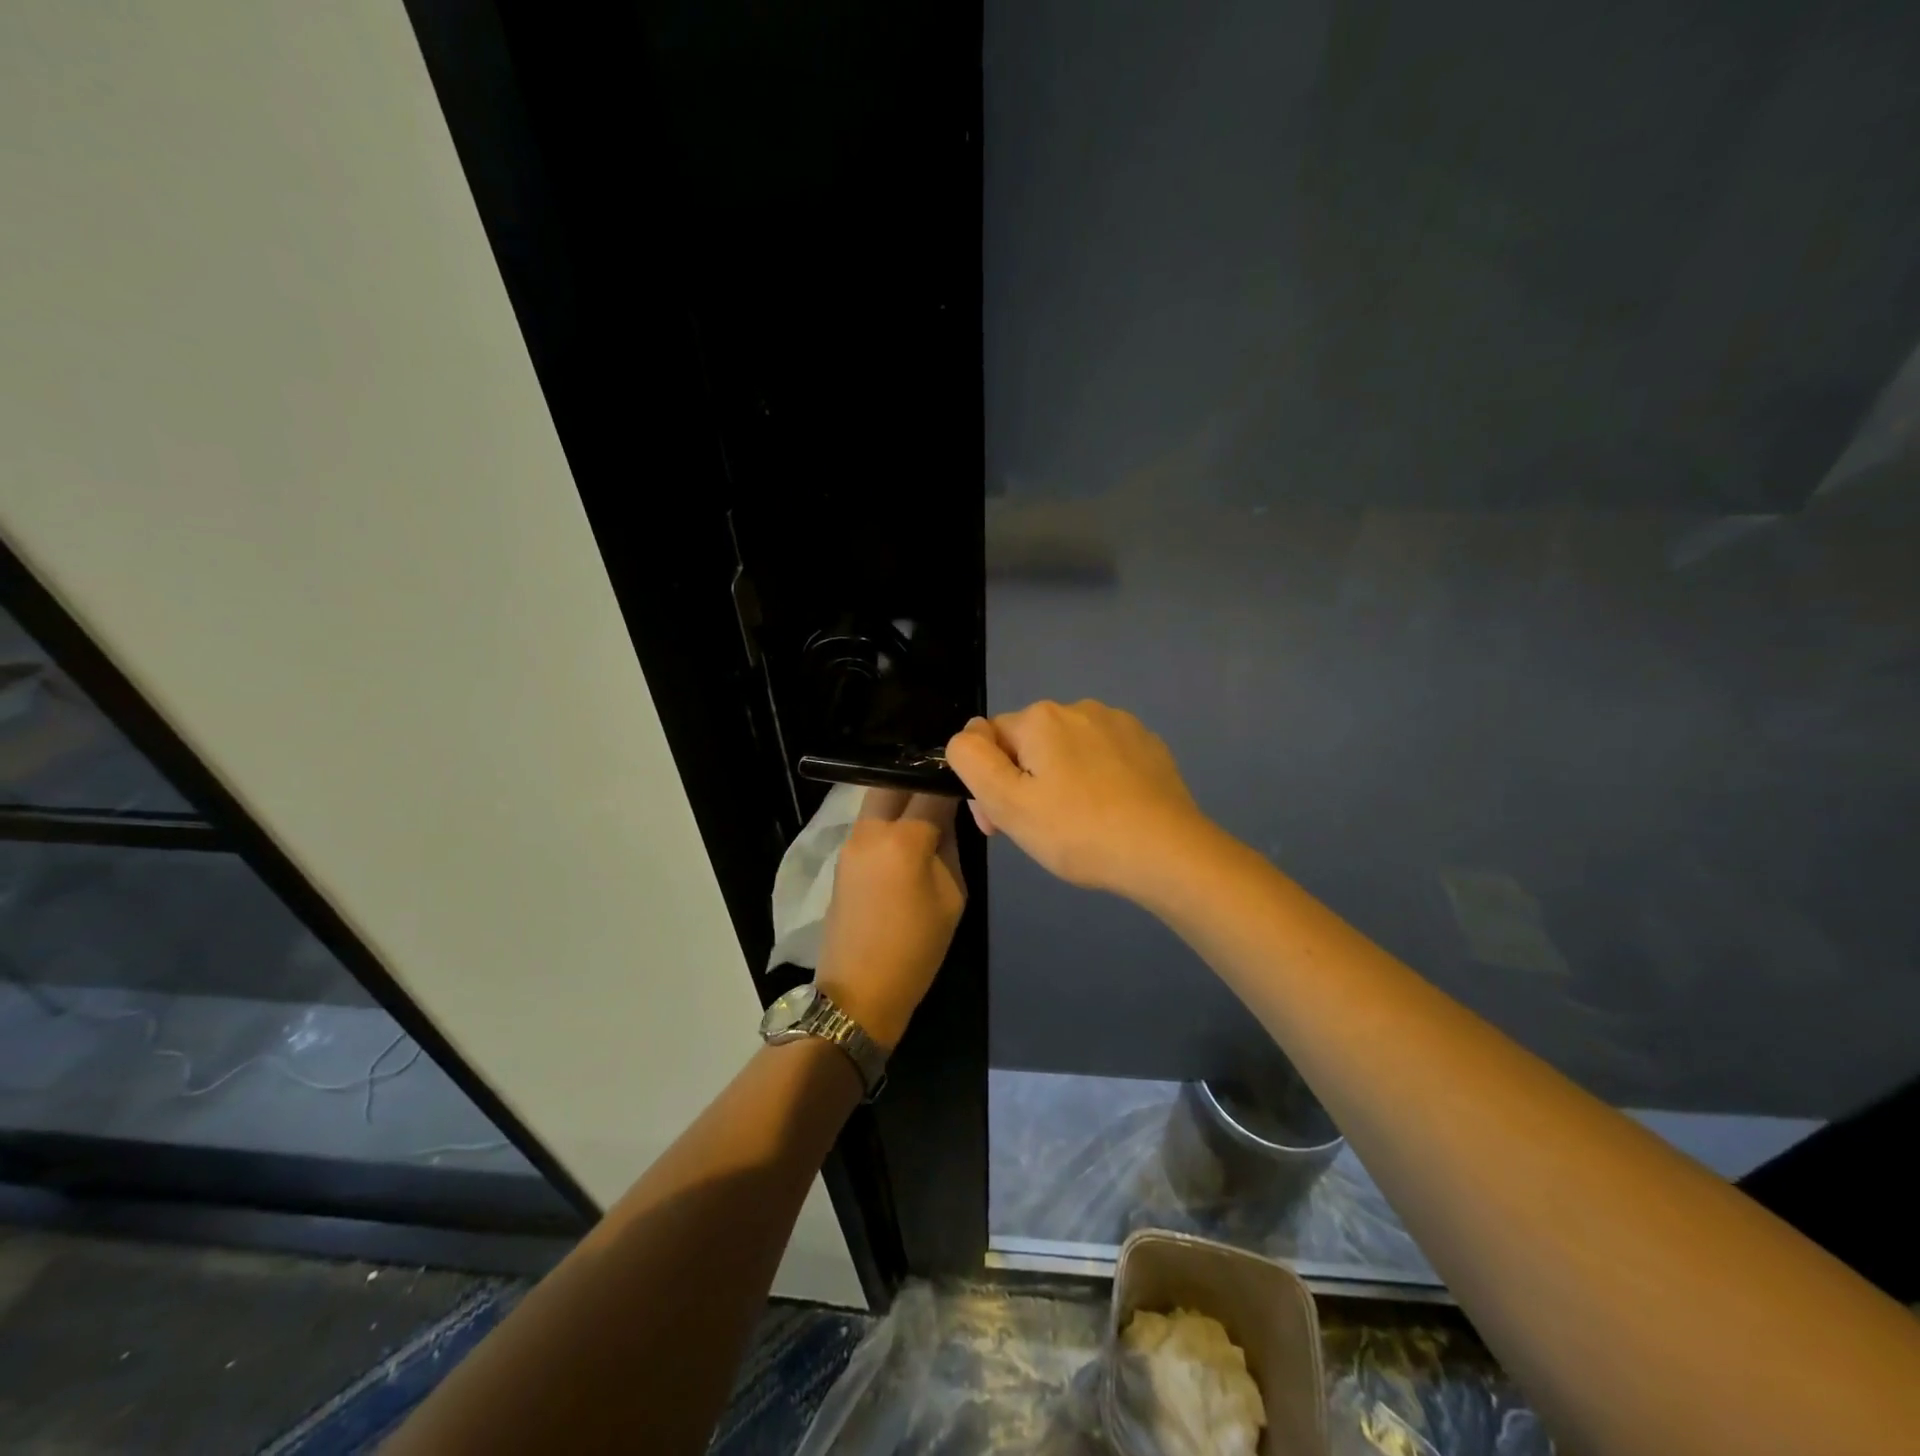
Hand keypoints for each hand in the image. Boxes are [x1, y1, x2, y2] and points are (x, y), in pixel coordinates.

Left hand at [814, 789, 965, 1052]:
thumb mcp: (952, 896)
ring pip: (877, 799)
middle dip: (920, 779)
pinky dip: (889, 817)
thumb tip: (946, 819)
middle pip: (894, 781)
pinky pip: (868, 823)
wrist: (858, 992)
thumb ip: (949, 847)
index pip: (931, 789)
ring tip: (929, 811)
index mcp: (904, 839)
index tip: (968, 779)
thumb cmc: (917, 949)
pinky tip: (908, 835)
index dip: (951, 779)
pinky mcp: (841, 858)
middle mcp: (870, 830)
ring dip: (902, 796)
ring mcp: (850, 842)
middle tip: (945, 789)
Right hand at [945, 700, 1214, 901]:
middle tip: (1039, 830)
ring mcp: (1119, 723)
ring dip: (1060, 779)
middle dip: (1024, 782)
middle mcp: (1079, 707)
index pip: (990, 741)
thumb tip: (967, 736)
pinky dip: (1097, 779)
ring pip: (1067, 750)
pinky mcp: (1148, 744)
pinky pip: (1104, 756)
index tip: (1000, 825)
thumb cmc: (1078, 832)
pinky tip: (1109, 812)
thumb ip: (971, 760)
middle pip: (1029, 744)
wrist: (1166, 852)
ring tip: (1077, 823)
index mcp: (1041, 718)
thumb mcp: (1007, 803)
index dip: (987, 783)